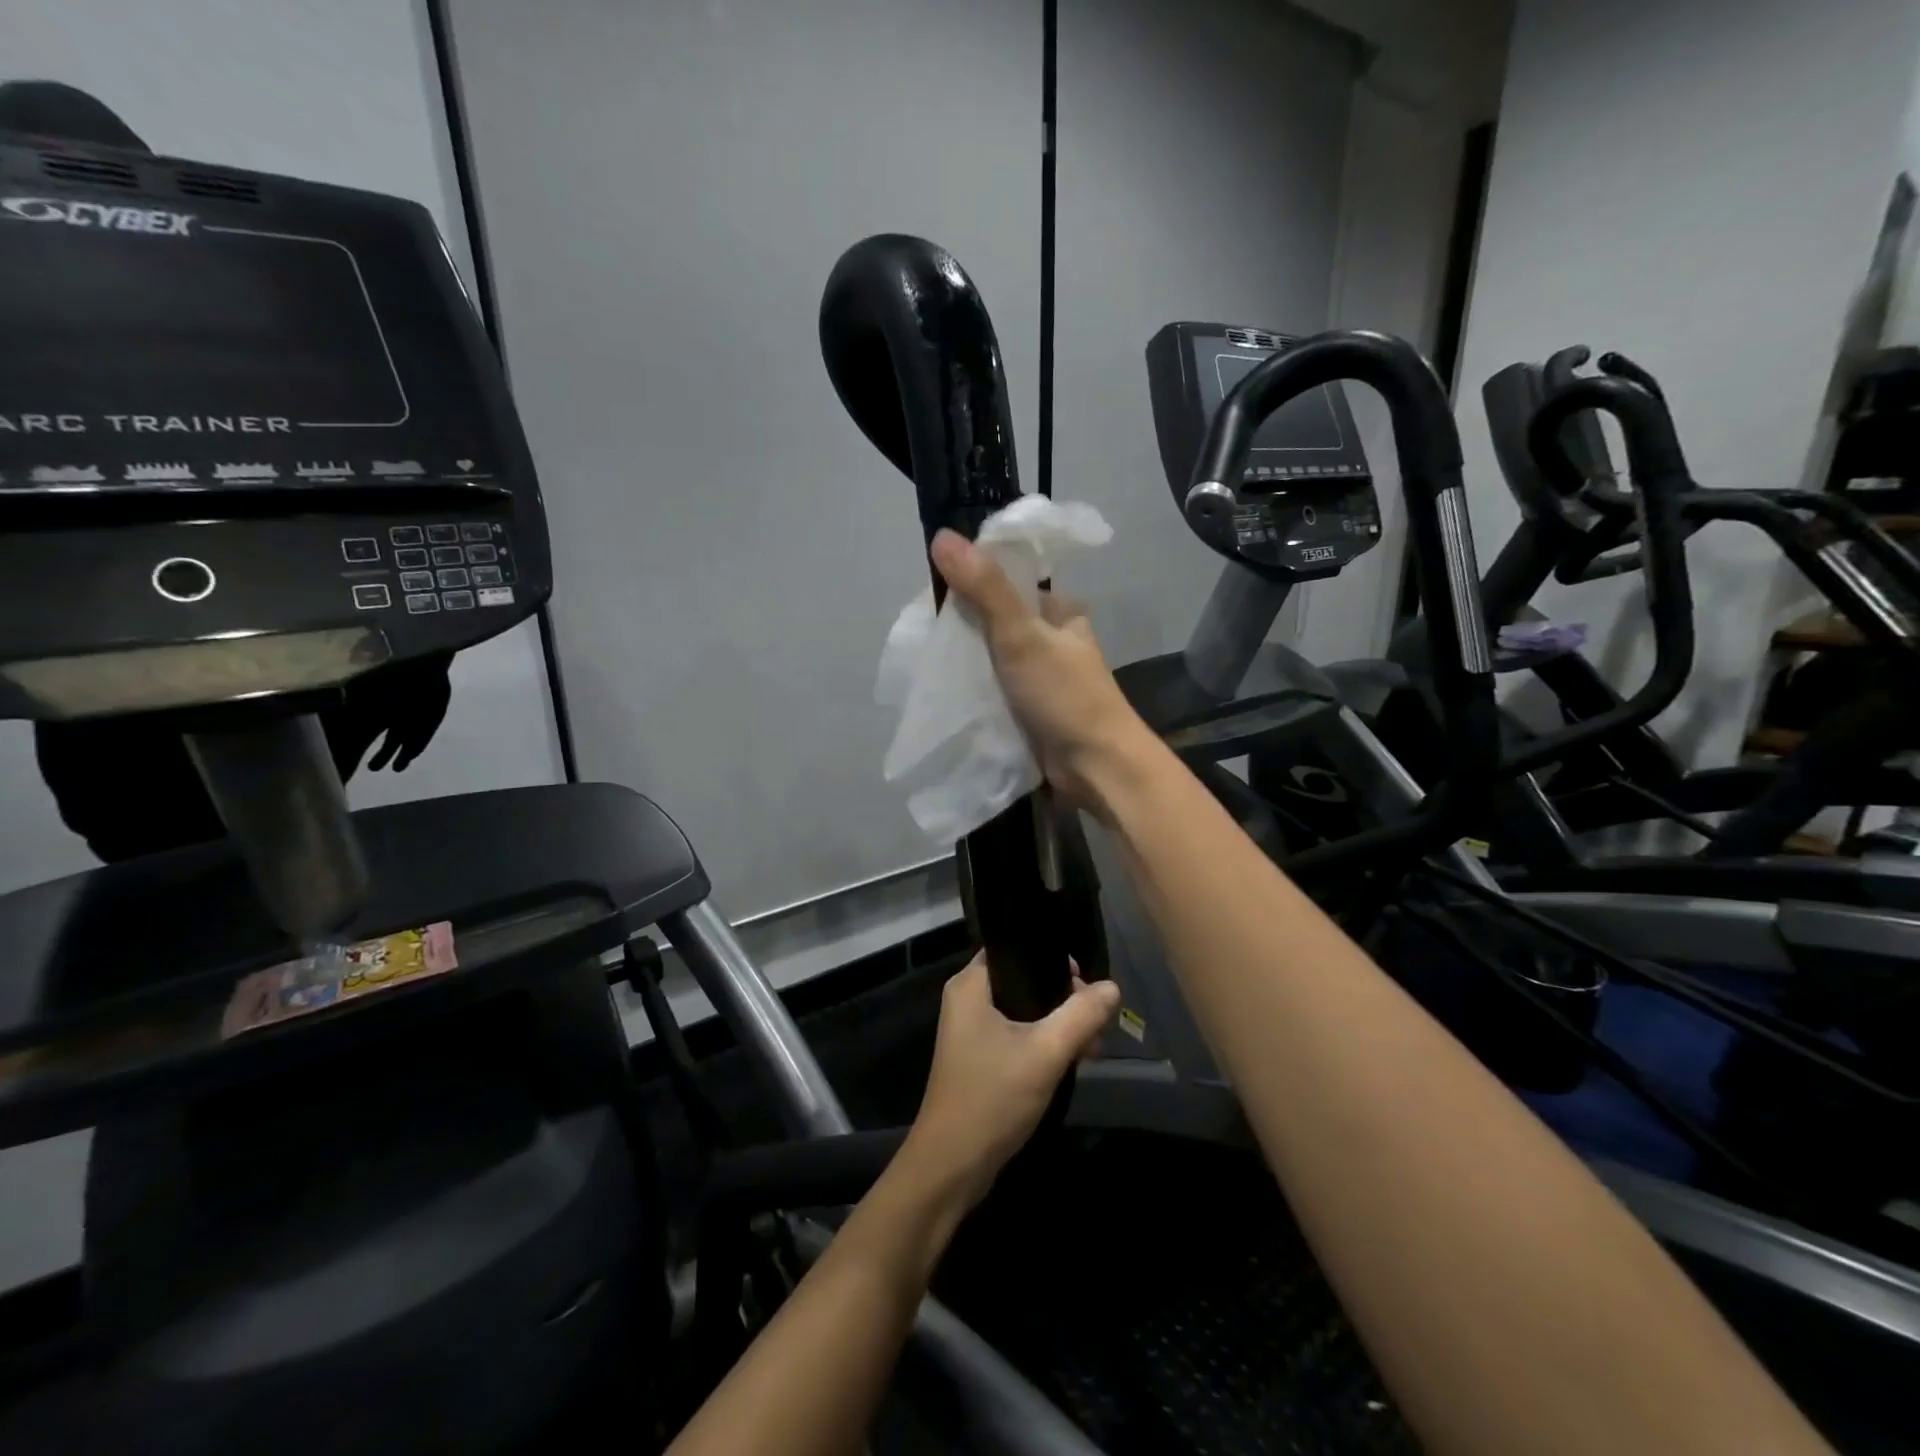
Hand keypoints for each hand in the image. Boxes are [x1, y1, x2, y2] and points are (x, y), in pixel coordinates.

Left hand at [903, 953, 1120, 1208]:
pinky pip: (1018, 1034)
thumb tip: (1112, 987)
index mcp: (971, 984)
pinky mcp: (979, 1057)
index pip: (1015, 948)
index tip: (1084, 980)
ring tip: (1091, 1048)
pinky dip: (1043, 1043)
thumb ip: (1081, 1015)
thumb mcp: (1045, 1053)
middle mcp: (967, 999)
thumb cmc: (992, 1098)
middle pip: (1024, 979)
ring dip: (1058, 1024)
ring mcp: (971, 1030)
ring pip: (1024, 1010)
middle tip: (1095, 1021)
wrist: (951, 1166)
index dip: (1051, 957)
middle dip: (1063, 998)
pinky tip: (1073, 1060)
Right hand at [929, 529, 1152, 812]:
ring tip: (930, 659)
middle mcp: (1054, 638)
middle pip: (999, 619)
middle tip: (929, 632)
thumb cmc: (1065, 695)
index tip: (936, 590)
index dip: (974, 578)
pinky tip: (949, 689)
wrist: (1096, 767)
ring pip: (995, 656)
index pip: (1011, 580)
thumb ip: (985, 588)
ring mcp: (1043, 675)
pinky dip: (976, 688)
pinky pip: (996, 688)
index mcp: (1061, 610)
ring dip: (969, 659)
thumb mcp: (1023, 635)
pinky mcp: (1033, 708)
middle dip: (966, 625)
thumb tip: (943, 536)